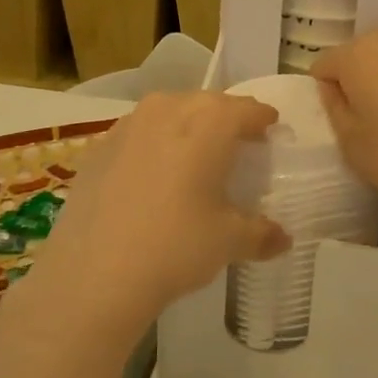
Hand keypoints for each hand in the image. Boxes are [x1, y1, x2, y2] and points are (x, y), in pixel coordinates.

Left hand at [14, 92, 290, 336]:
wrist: (93, 273)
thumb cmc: (175, 246)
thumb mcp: (228, 241)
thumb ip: (260, 234)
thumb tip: (283, 240)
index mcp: (209, 123)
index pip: (245, 109)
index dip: (262, 119)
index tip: (270, 128)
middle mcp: (168, 110)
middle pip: (207, 103)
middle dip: (226, 118)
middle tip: (237, 142)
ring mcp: (128, 125)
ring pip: (169, 111)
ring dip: (187, 125)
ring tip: (195, 153)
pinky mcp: (98, 147)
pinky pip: (138, 132)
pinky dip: (153, 142)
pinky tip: (153, 172)